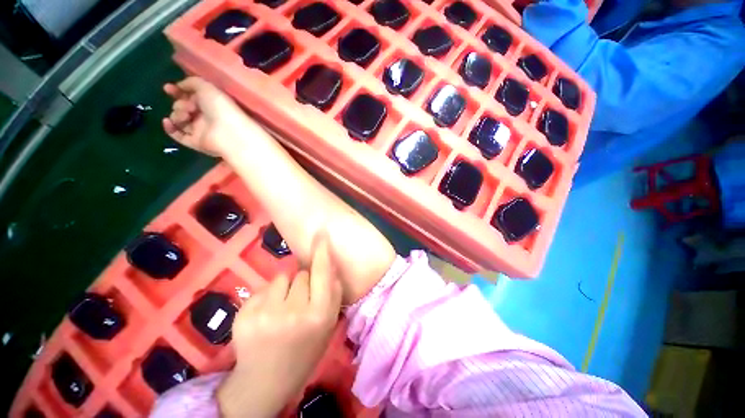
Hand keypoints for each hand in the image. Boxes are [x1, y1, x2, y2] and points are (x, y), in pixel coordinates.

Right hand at [162, 77, 258, 156]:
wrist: (229, 133)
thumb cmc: (220, 107)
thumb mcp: (207, 87)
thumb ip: (192, 83)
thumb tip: (179, 86)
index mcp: (211, 104)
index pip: (191, 96)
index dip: (178, 91)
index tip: (168, 88)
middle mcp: (206, 117)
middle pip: (183, 107)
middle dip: (180, 103)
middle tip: (190, 107)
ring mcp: (201, 130)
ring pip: (179, 120)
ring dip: (177, 114)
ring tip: (186, 115)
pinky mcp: (196, 142)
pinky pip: (178, 135)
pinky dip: (170, 128)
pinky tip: (167, 121)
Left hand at [217, 236, 342, 417]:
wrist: (266, 382)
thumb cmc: (304, 351)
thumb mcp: (328, 325)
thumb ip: (333, 293)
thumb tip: (329, 264)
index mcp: (319, 315)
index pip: (322, 273)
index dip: (322, 251)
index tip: (321, 233)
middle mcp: (294, 312)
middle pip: (301, 274)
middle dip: (302, 282)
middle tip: (299, 302)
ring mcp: (266, 313)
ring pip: (281, 277)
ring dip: (284, 287)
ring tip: (281, 309)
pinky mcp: (244, 314)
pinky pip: (263, 288)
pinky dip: (267, 297)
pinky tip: (265, 316)